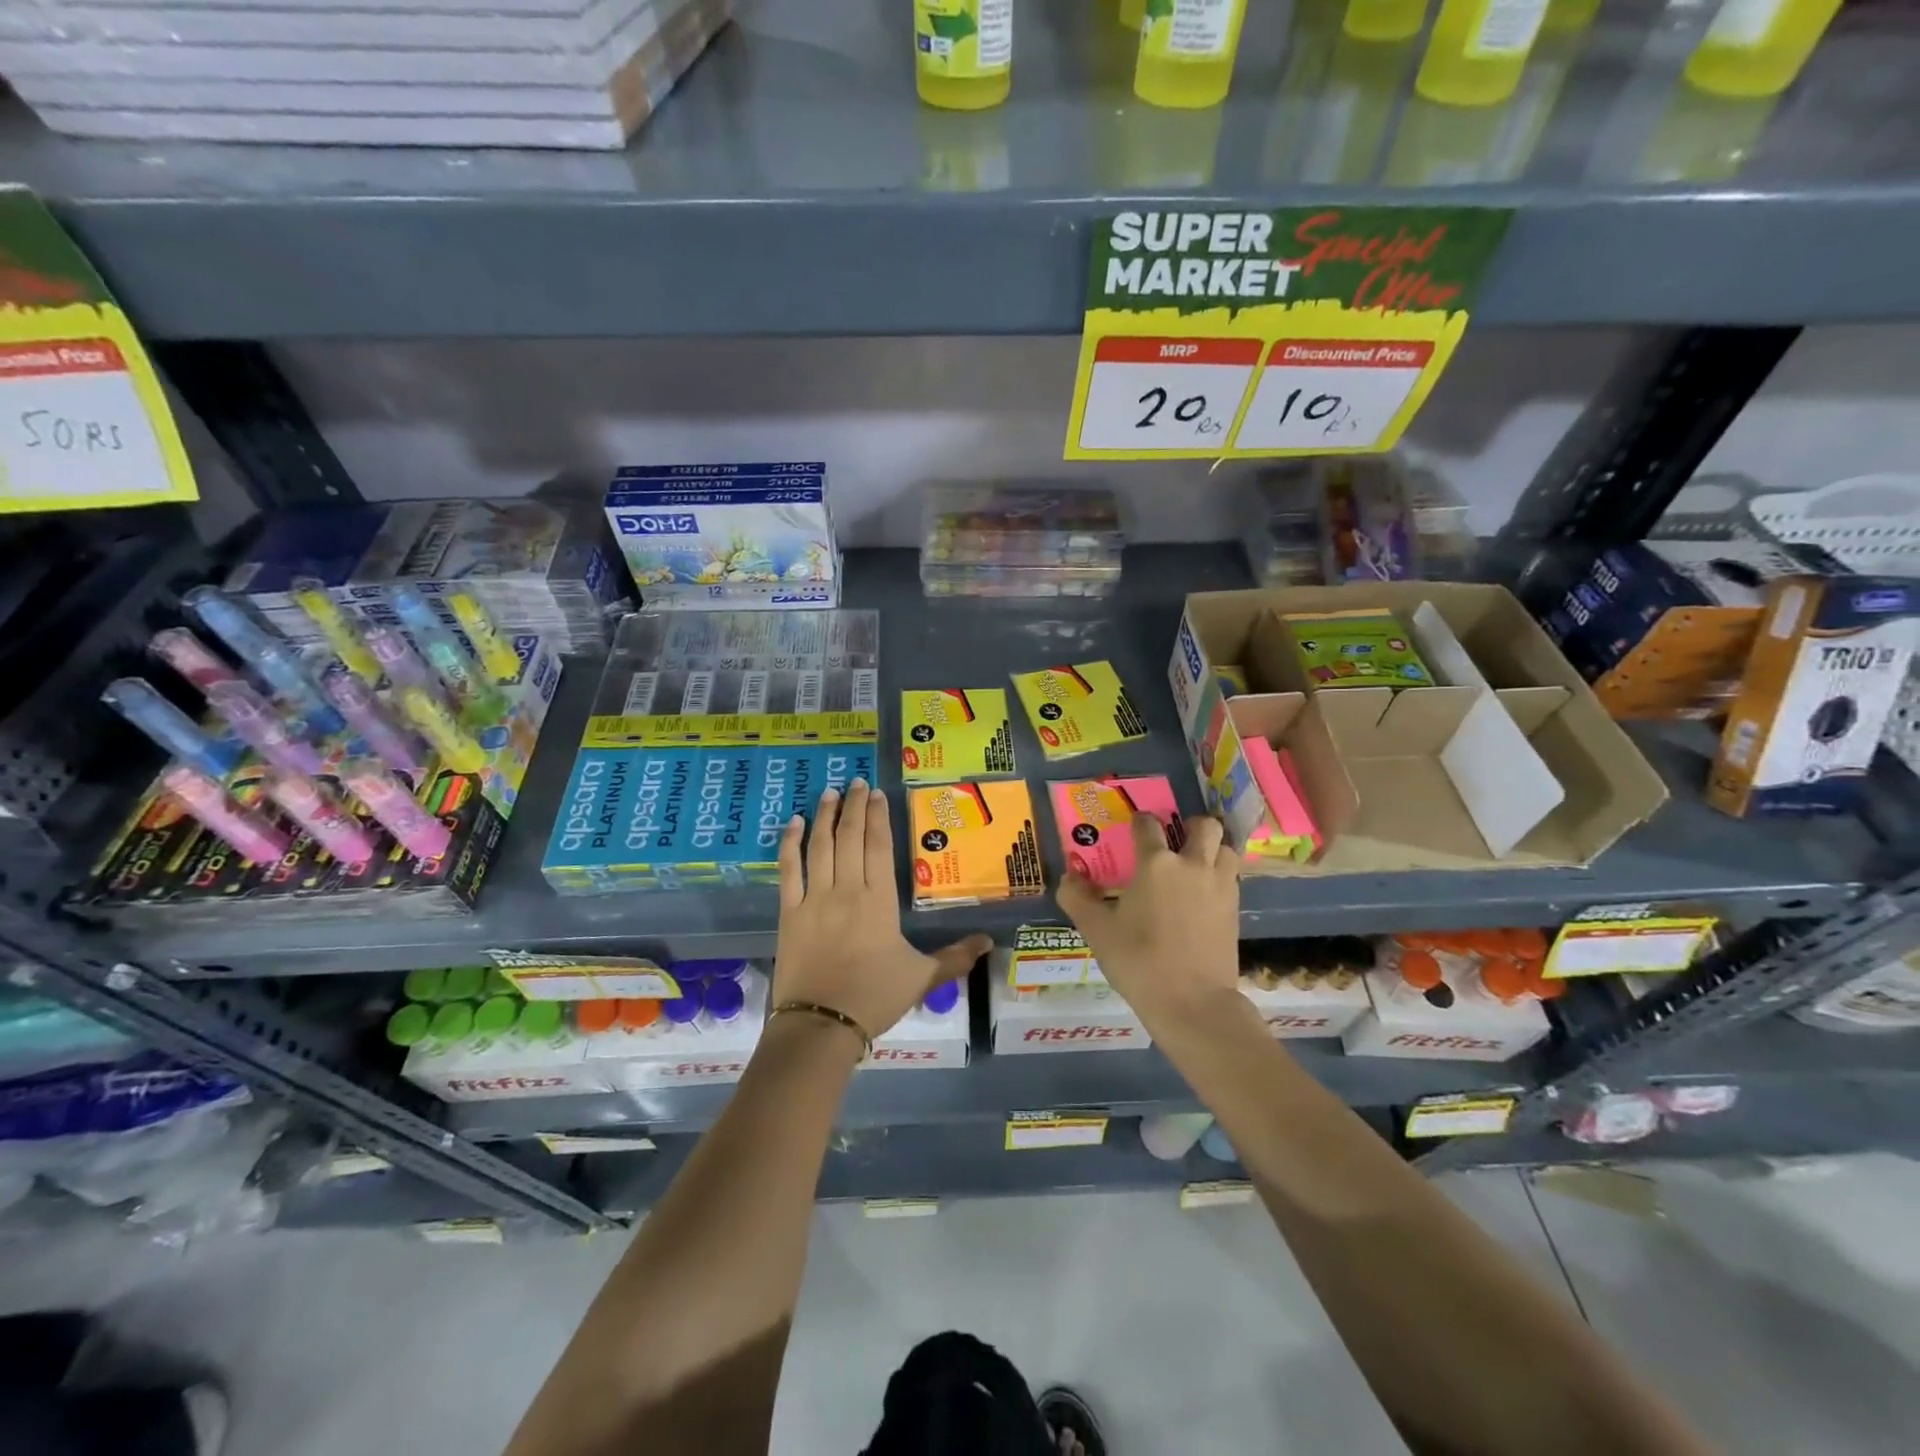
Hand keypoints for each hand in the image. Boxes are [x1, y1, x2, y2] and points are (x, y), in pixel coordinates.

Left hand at [774, 779, 990, 1042]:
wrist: (821, 1025)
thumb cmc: (874, 998)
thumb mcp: (922, 978)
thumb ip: (955, 957)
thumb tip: (990, 943)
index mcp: (879, 901)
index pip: (878, 846)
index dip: (878, 817)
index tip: (877, 794)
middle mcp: (847, 890)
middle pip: (850, 838)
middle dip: (854, 806)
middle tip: (856, 783)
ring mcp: (815, 899)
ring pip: (820, 846)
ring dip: (825, 816)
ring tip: (830, 793)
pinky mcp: (789, 912)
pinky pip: (789, 870)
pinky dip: (790, 844)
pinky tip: (794, 824)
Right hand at [1056, 813, 1241, 1028]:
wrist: (1192, 1002)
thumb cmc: (1139, 961)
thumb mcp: (1097, 931)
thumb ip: (1077, 899)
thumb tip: (1068, 877)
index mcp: (1156, 864)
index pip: (1148, 826)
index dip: (1140, 822)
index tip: (1134, 828)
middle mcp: (1192, 865)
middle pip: (1204, 826)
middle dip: (1190, 826)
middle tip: (1176, 841)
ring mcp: (1220, 886)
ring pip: (1226, 848)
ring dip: (1213, 849)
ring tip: (1196, 864)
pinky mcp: (1235, 909)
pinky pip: (1232, 877)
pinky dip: (1221, 875)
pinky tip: (1205, 894)